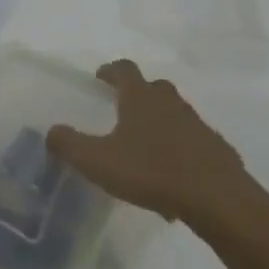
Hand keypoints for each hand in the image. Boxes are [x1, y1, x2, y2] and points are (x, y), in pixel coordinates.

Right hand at [47, 61, 245, 223]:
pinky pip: (192, 141)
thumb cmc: (152, 172)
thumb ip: (70, 145)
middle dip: (137, 93)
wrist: (218, 199)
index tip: (100, 76)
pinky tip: (171, 175)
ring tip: (144, 146)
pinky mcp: (216, 149)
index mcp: (141, 98)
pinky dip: (179, 148)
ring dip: (160, 121)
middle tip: (122, 108)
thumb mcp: (99, 161)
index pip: (125, 69)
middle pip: (153, 87)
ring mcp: (197, 124)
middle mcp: (170, 103)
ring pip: (174, 113)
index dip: (111, 70)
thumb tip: (51, 132)